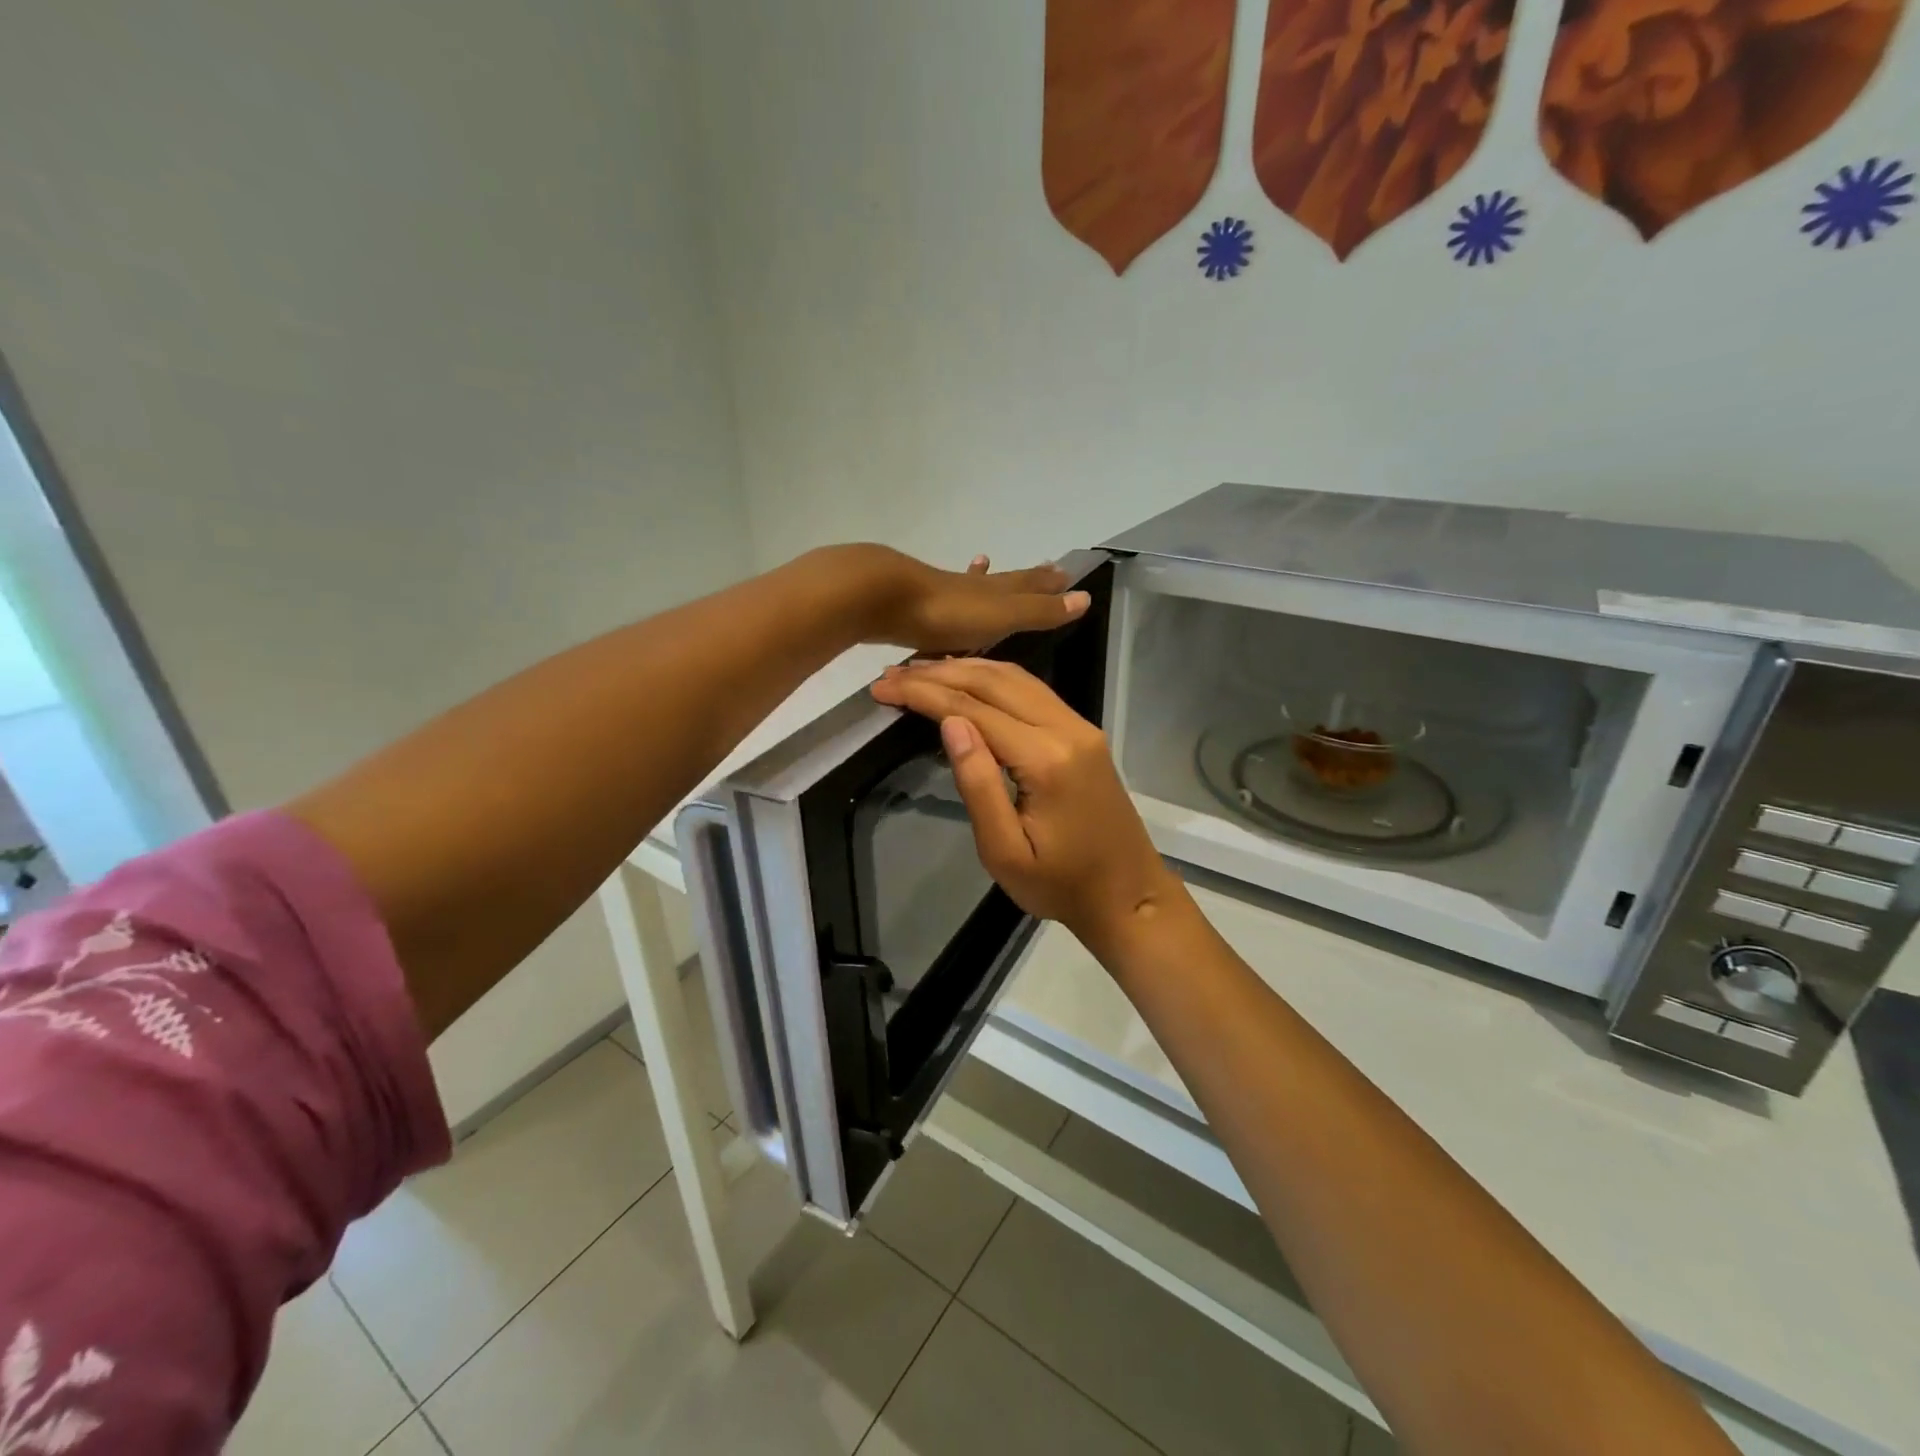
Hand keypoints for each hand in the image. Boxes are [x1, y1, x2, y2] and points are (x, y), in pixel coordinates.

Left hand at [825, 546, 1089, 654]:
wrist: (884, 598)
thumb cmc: (948, 612)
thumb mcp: (1002, 616)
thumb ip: (1039, 610)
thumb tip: (1084, 598)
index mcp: (994, 592)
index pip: (1028, 584)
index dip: (1046, 582)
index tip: (1063, 571)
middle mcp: (970, 588)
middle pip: (1001, 581)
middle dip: (1021, 578)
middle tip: (1040, 567)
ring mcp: (939, 593)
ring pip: (968, 585)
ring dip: (980, 578)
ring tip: (983, 563)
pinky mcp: (912, 605)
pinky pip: (939, 601)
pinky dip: (945, 596)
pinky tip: (934, 596)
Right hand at [870, 658, 1184, 952]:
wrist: (1128, 895)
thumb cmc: (1060, 885)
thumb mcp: (1005, 852)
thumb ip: (978, 785)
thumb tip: (950, 723)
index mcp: (1046, 759)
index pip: (974, 709)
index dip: (925, 694)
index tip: (884, 687)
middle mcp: (1067, 729)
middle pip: (995, 681)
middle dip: (940, 673)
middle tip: (893, 673)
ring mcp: (1081, 727)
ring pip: (1018, 677)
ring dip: (967, 668)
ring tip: (921, 670)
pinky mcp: (1084, 734)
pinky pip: (1034, 690)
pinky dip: (995, 678)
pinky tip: (970, 679)